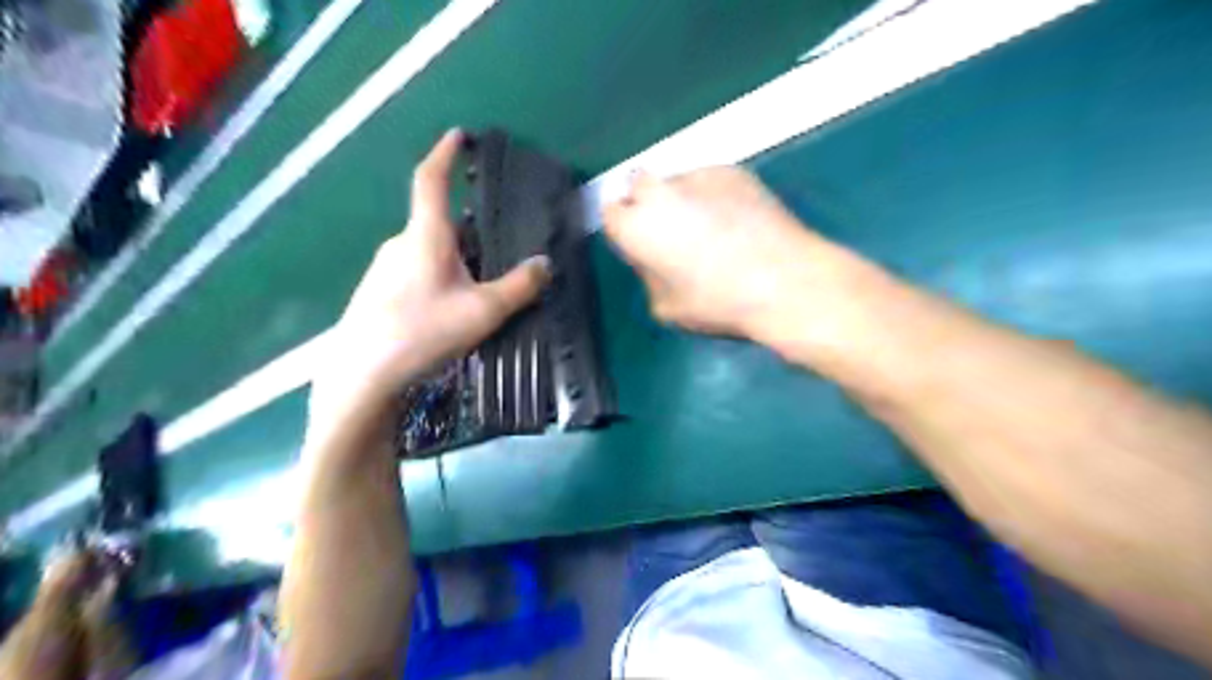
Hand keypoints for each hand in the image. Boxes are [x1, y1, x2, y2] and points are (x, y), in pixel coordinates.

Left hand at [309, 130, 556, 449]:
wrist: (363, 374)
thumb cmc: (424, 332)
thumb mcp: (483, 312)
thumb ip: (519, 287)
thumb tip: (545, 264)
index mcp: (425, 236)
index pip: (431, 180)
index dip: (445, 154)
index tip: (459, 135)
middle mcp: (400, 243)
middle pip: (437, 222)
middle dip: (465, 227)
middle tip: (494, 244)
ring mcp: (384, 268)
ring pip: (427, 250)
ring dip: (453, 257)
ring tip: (478, 286)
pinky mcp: (378, 291)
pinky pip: (415, 270)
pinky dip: (438, 275)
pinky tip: (449, 308)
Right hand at [601, 168, 828, 342]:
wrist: (784, 280)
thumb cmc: (718, 302)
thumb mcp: (665, 307)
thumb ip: (648, 275)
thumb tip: (654, 257)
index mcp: (636, 225)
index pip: (610, 212)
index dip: (625, 229)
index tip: (641, 245)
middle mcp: (659, 190)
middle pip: (638, 184)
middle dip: (647, 204)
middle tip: (672, 233)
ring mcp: (698, 174)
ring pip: (676, 182)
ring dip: (682, 199)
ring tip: (713, 229)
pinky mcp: (733, 170)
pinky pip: (709, 181)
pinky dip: (714, 196)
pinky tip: (738, 221)